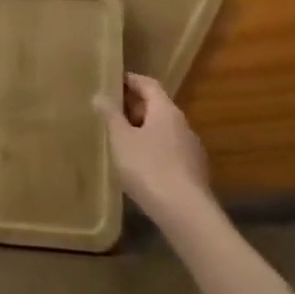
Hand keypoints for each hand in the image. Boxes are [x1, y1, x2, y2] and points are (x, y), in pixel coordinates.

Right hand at [99, 72, 211, 218]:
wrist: (186, 213)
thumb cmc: (148, 168)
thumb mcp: (121, 139)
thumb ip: (111, 116)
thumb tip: (100, 95)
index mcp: (166, 110)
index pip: (149, 84)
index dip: (130, 80)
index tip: (112, 81)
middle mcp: (183, 125)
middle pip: (157, 106)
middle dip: (134, 107)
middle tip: (111, 112)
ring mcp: (191, 149)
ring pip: (164, 130)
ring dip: (144, 130)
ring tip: (122, 139)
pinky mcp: (193, 171)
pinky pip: (169, 150)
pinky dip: (153, 149)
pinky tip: (139, 165)